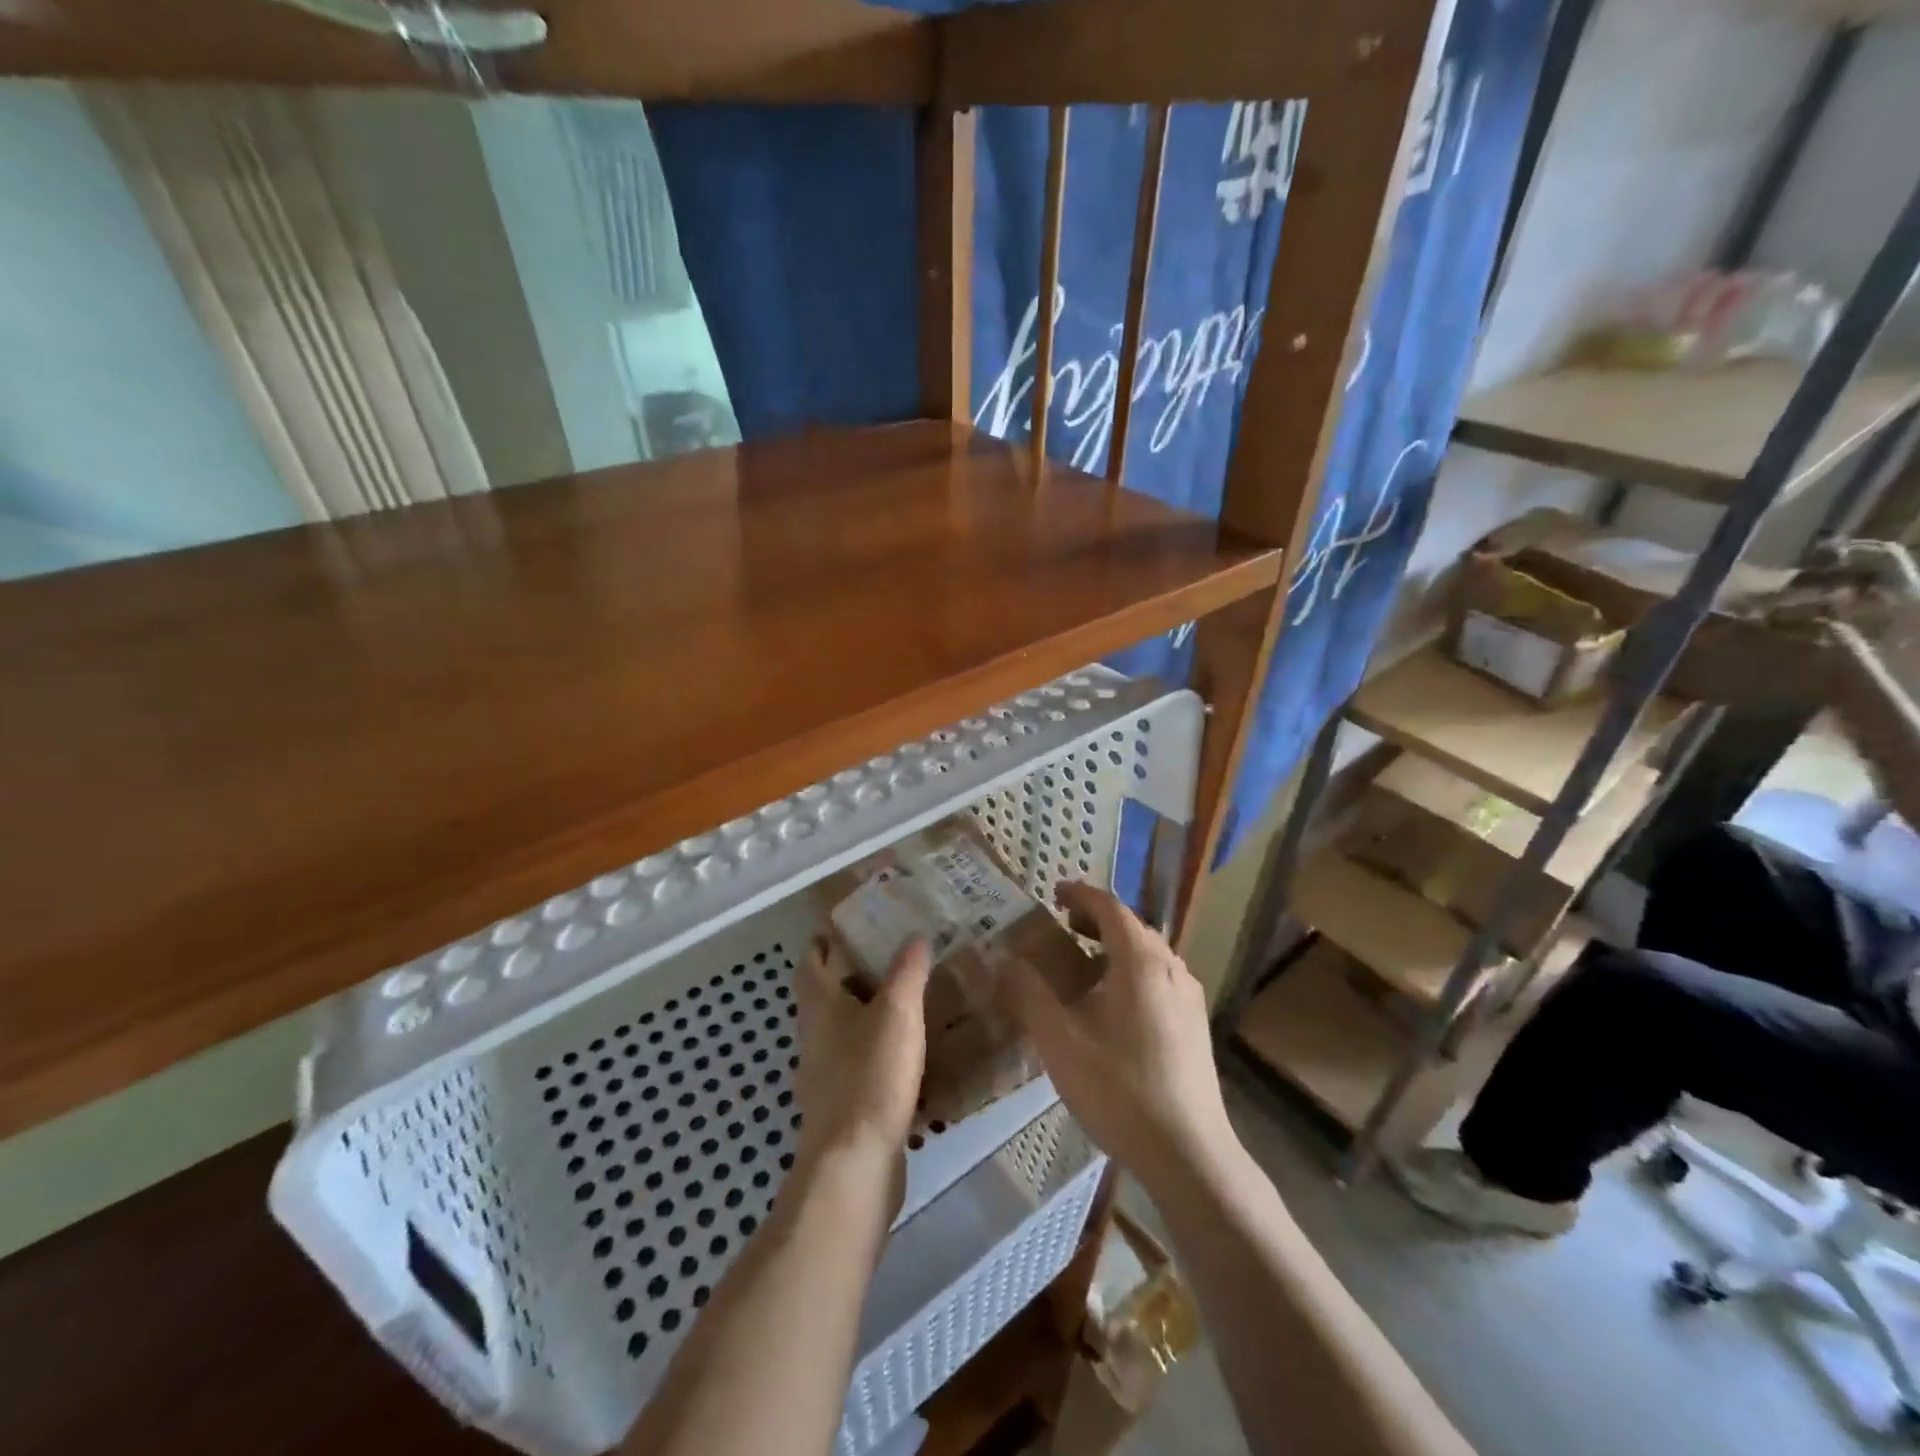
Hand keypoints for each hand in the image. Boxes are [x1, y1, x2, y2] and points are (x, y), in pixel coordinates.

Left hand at [793, 935, 931, 1193]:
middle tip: (887, 961)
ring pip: (839, 1033)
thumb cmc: (871, 1075)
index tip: (847, 928)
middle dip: (848, 978)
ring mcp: (823, 1077)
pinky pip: (855, 1067)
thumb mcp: (897, 1012)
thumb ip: (907, 971)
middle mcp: (814, 1038)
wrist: (854, 1163)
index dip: (823, 944)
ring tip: (902, 1005)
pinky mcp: (840, 1108)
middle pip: (823, 998)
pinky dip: (874, 1054)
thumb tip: (914, 934)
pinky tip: (904, 1058)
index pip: (810, 964)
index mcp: (820, 1007)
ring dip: (862, 1016)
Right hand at [1001, 882, 1237, 1194]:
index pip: (1110, 908)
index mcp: (1141, 961)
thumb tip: (1005, 961)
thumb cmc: (1119, 1089)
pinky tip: (1114, 1005)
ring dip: (1115, 947)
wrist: (1188, 1154)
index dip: (1081, 895)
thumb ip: (1028, 995)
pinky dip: (1132, 971)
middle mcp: (1171, 968)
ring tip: (1084, 963)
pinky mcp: (1196, 1026)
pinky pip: (1160, 978)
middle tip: (1063, 926)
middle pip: (1132, 928)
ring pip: (1149, 954)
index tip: (1055, 892)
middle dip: (1096, 920)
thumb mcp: (1060, 1041)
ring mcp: (1189, 998)